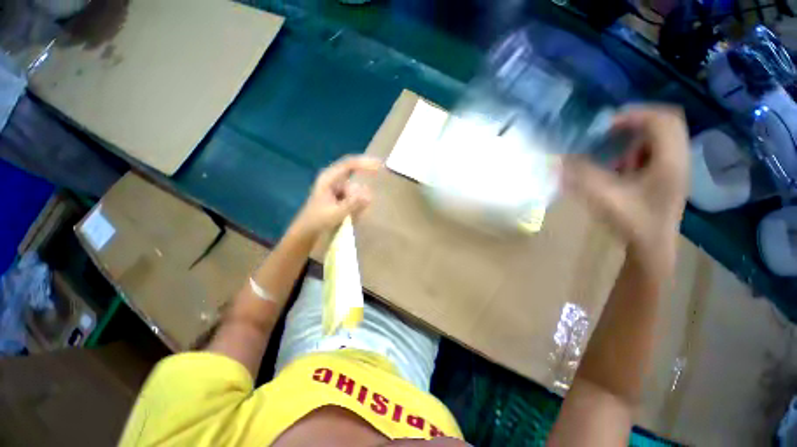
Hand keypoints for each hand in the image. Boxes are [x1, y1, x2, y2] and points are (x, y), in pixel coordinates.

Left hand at [292, 155, 380, 237]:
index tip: (379, 166)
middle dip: (361, 188)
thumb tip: (369, 196)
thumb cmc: (318, 220)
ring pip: (354, 188)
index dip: (365, 163)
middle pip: (353, 175)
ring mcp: (336, 186)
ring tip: (353, 215)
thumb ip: (353, 204)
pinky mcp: (339, 194)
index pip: (349, 164)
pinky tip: (352, 215)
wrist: (307, 231)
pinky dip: (356, 204)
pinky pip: (353, 195)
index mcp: (328, 178)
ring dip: (357, 200)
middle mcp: (332, 178)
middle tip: (365, 200)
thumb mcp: (336, 213)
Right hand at [561, 106, 689, 276]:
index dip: (634, 115)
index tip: (605, 126)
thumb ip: (582, 176)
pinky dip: (638, 149)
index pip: (662, 120)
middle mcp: (678, 159)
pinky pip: (657, 150)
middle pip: (666, 122)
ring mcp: (676, 167)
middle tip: (609, 131)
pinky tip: (621, 166)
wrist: (652, 248)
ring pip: (662, 136)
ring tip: (614, 150)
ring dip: (636, 137)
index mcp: (669, 162)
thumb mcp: (604, 198)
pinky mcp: (669, 175)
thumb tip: (557, 159)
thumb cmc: (633, 223)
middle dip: (636, 122)